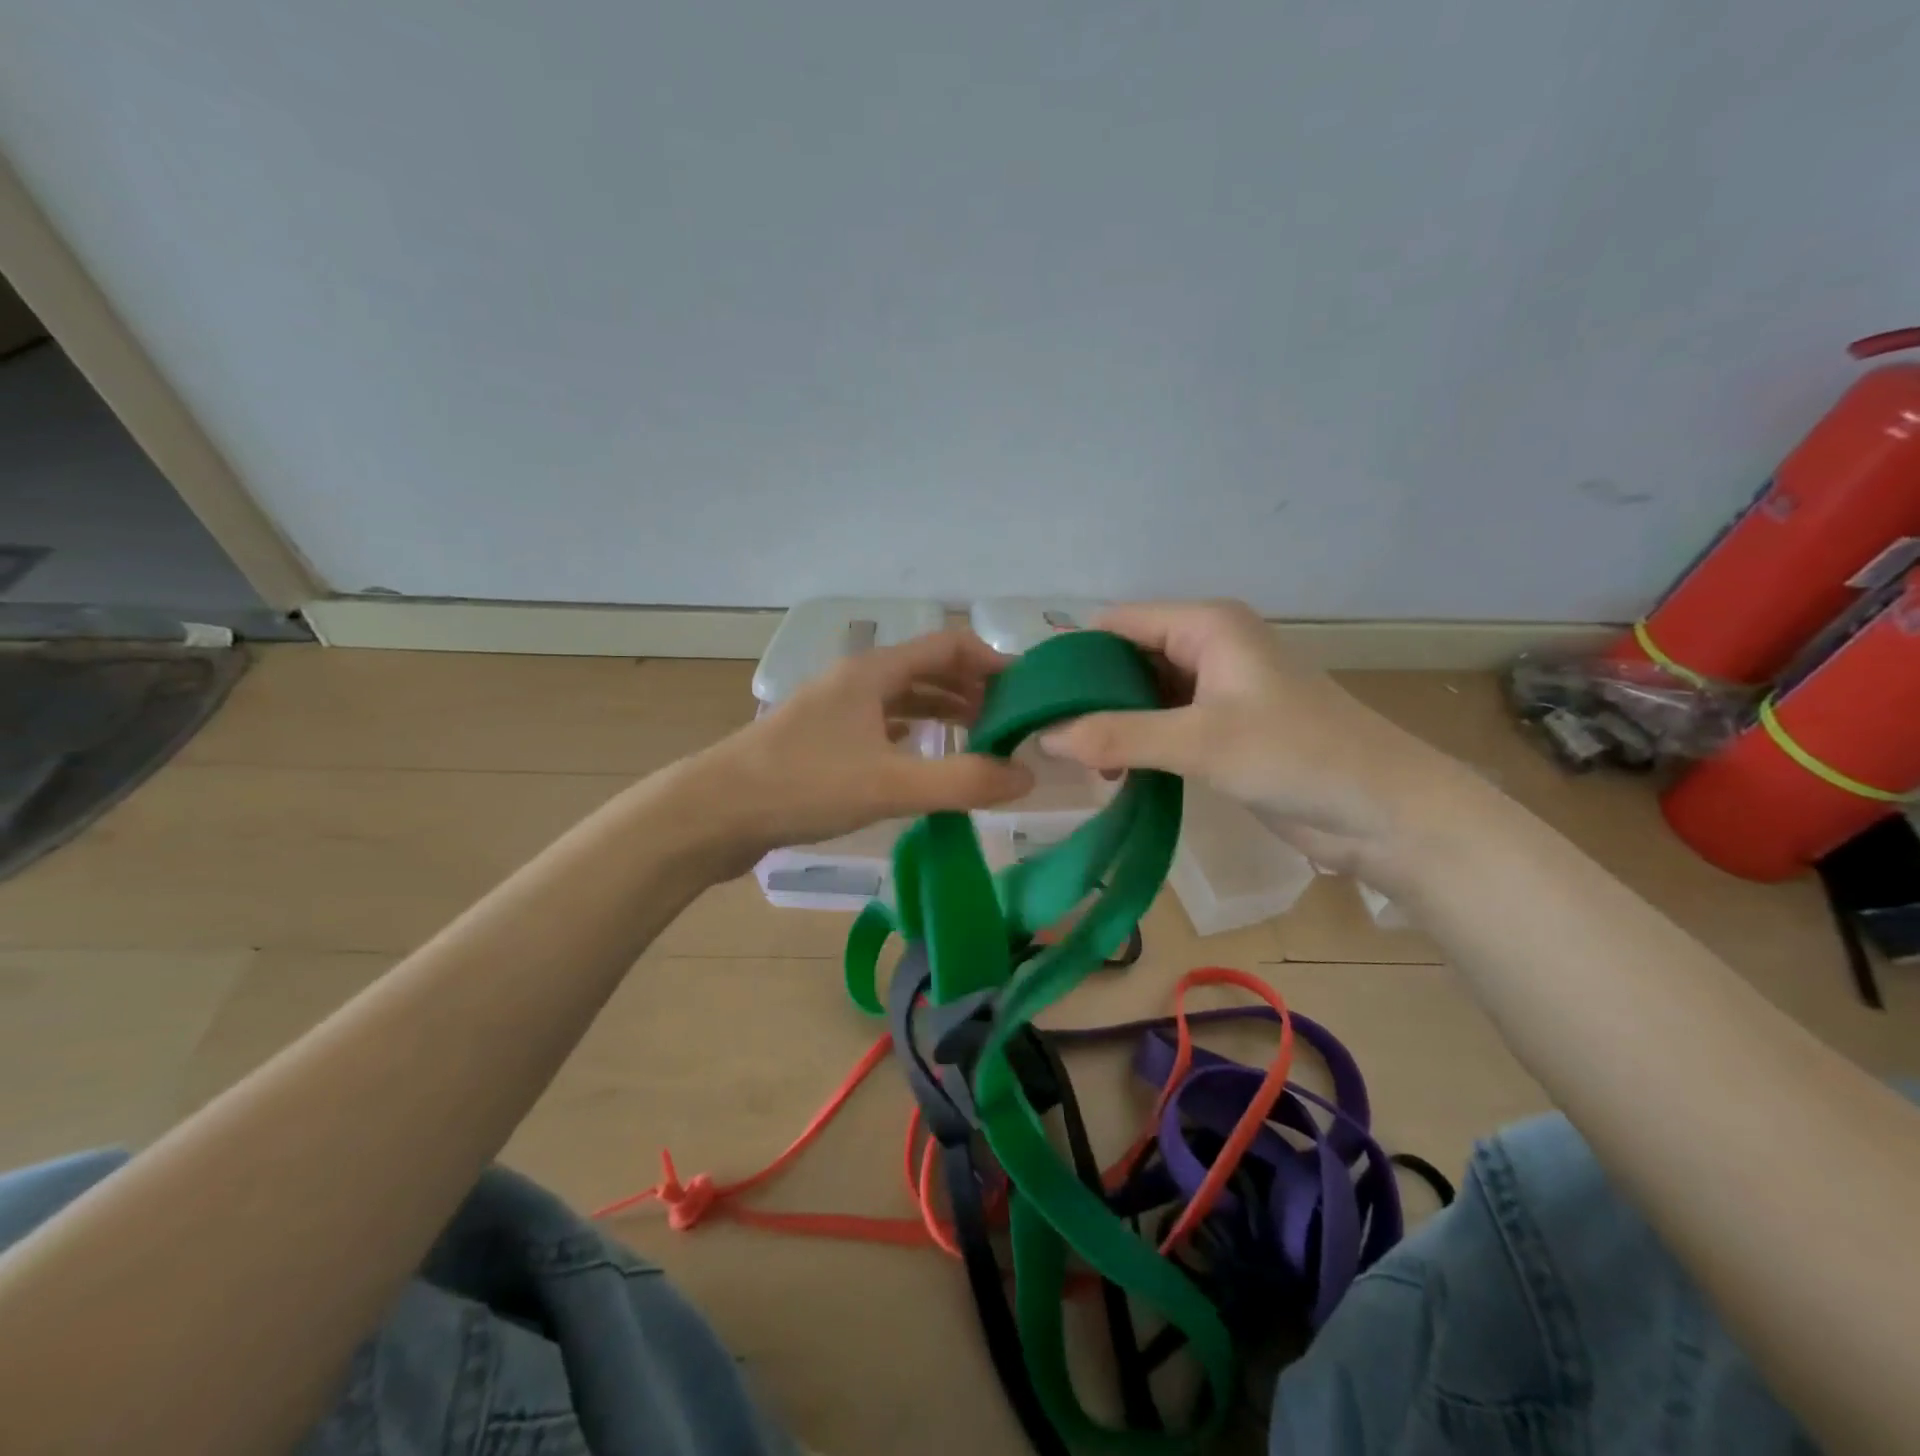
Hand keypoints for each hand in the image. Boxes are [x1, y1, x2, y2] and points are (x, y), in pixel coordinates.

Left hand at [685, 628, 1034, 876]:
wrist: (713, 813)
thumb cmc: (803, 786)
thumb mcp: (891, 785)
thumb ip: (963, 781)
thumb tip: (1027, 776)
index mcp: (873, 673)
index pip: (947, 646)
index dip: (992, 661)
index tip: (1027, 691)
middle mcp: (855, 682)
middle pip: (927, 670)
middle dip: (972, 690)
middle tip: (1011, 722)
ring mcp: (835, 711)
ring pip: (903, 699)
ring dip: (943, 712)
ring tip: (980, 738)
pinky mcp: (821, 742)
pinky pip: (881, 726)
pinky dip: (912, 734)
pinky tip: (923, 756)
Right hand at [1038, 601, 1463, 875]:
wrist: (1386, 812)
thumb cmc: (1298, 756)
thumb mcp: (1200, 741)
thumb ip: (1119, 736)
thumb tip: (1045, 736)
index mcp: (1206, 625)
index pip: (1117, 623)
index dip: (1073, 654)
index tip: (1031, 696)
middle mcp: (1208, 647)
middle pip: (1127, 658)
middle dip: (1088, 694)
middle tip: (1042, 735)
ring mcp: (1216, 691)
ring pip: (1142, 696)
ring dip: (1110, 724)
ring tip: (1070, 761)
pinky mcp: (1223, 730)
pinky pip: (1163, 726)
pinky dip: (1135, 744)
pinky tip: (1109, 773)